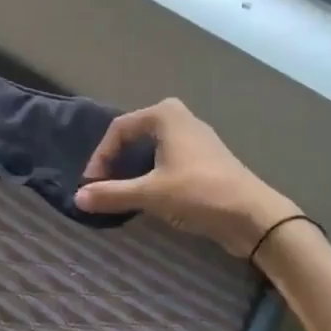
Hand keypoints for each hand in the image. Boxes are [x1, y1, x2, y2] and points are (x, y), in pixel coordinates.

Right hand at [75, 98, 296, 258]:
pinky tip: (152, 194)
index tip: (92, 184)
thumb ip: (112, 194)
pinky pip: (170, 158)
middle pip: (136, 133)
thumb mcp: (150, 194)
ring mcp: (197, 138)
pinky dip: (154, 172)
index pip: (120, 129)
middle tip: (106, 181)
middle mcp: (181, 118)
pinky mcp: (207, 159)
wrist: (253, 215)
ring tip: (124, 189)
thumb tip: (77, 198)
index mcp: (165, 115)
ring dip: (135, 166)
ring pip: (154, 147)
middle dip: (117, 157)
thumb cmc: (199, 193)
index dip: (101, 156)